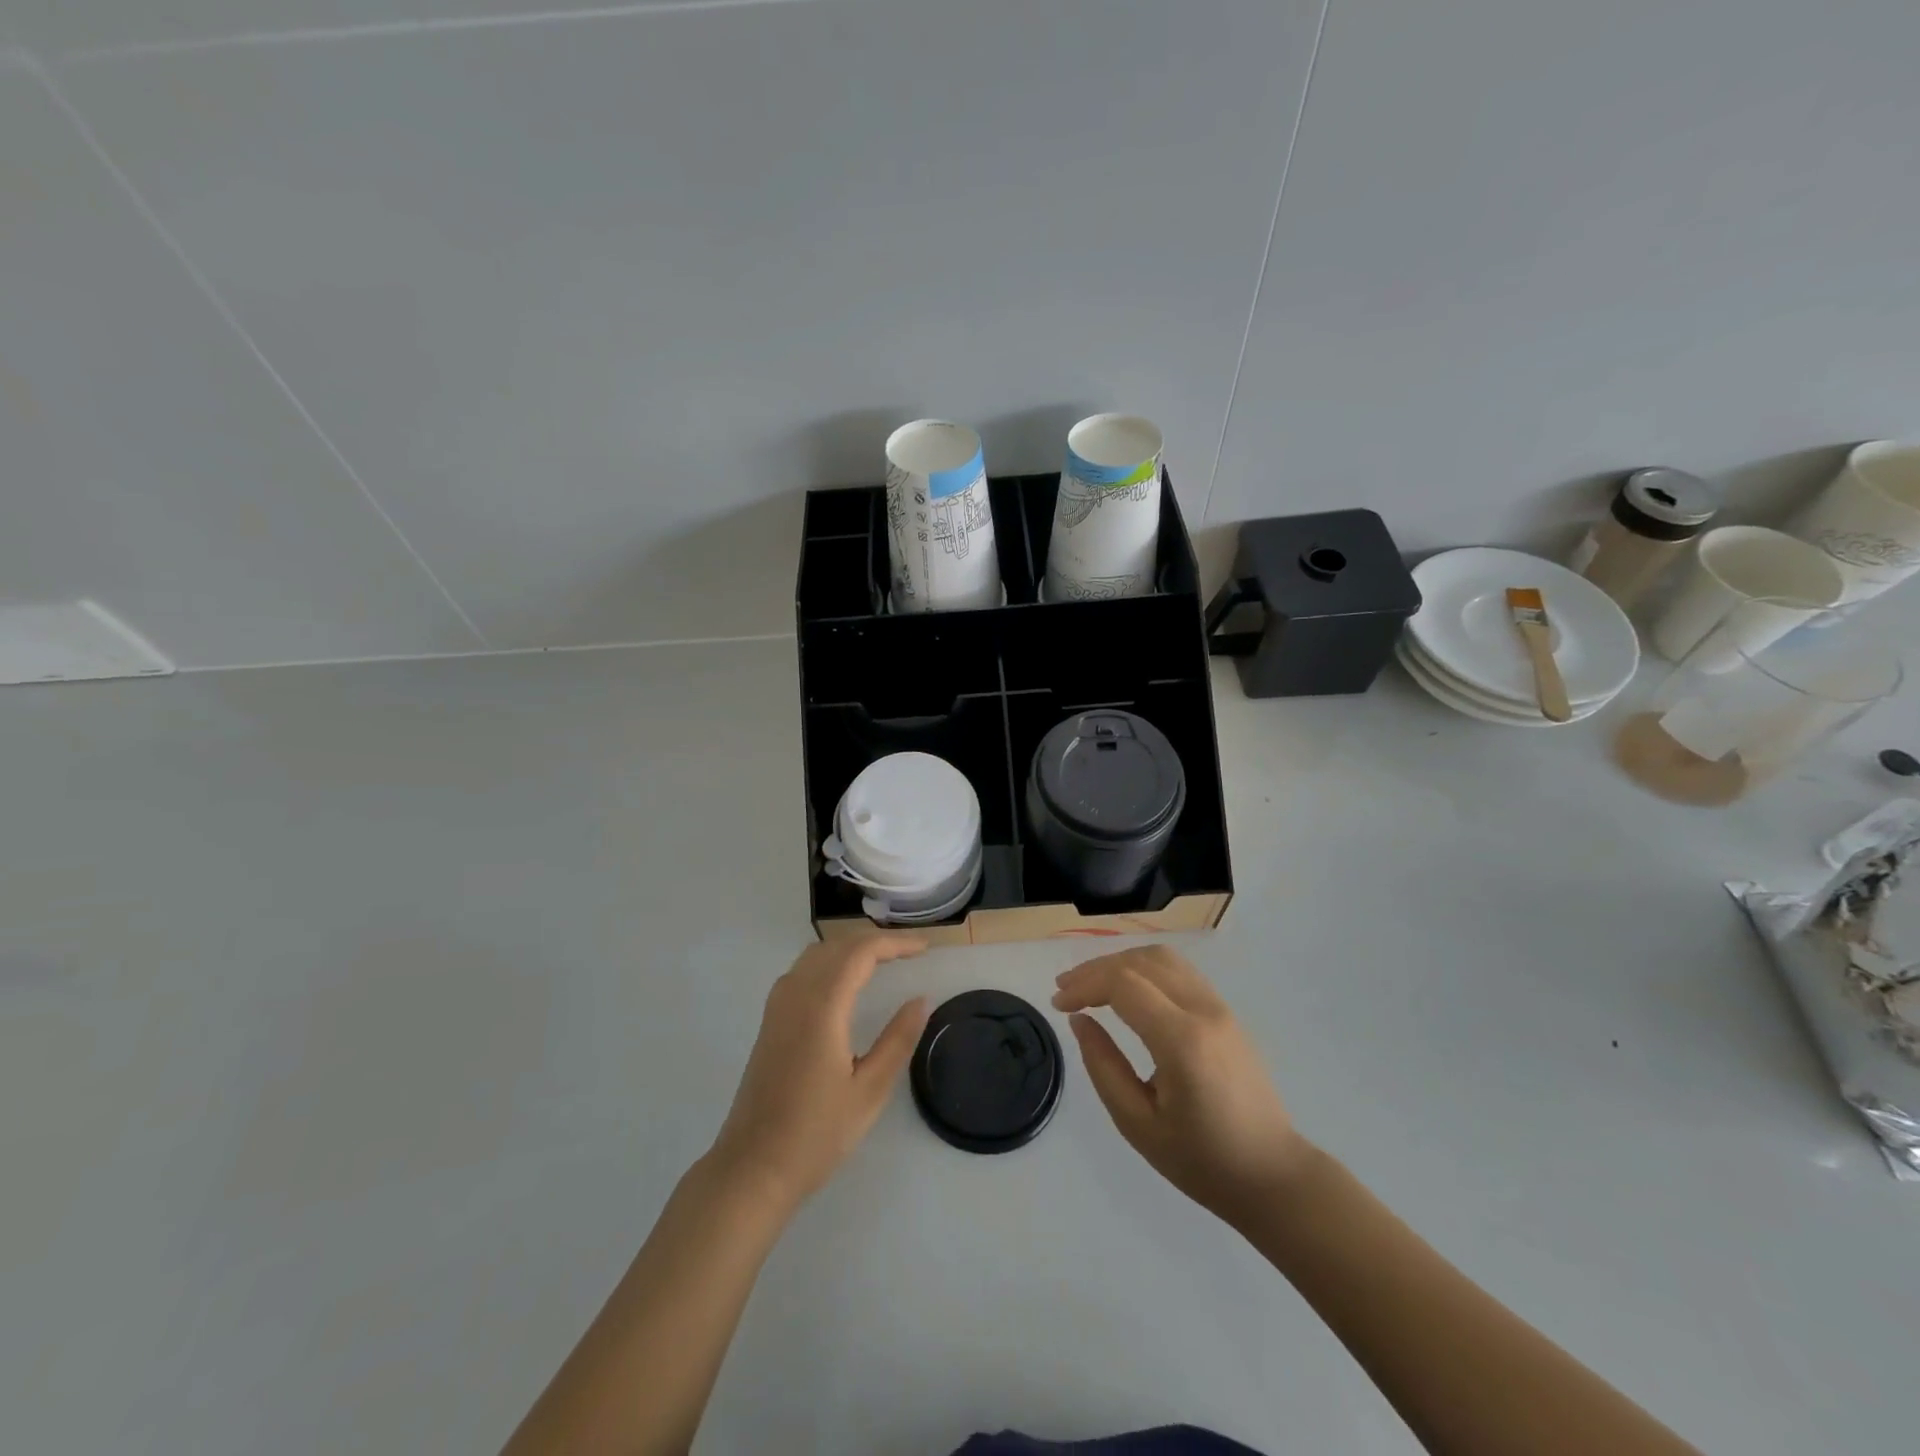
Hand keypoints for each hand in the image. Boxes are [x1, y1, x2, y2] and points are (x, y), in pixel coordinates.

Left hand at [709, 934, 929, 1212]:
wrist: (753, 1168)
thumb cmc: (816, 1134)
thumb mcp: (869, 1091)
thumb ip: (898, 1039)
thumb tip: (920, 999)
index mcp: (822, 1007)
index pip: (861, 952)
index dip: (895, 943)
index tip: (925, 948)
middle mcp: (795, 994)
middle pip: (838, 946)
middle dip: (876, 941)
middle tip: (911, 952)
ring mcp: (777, 1006)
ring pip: (817, 954)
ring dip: (851, 948)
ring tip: (884, 960)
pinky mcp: (770, 1021)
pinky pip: (802, 970)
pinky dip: (830, 961)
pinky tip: (845, 982)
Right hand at [1053, 945, 1311, 1225]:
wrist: (1273, 1175)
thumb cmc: (1202, 1161)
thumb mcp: (1138, 1125)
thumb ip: (1103, 1067)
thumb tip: (1080, 1021)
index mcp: (1182, 1041)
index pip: (1124, 985)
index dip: (1085, 985)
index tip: (1058, 1004)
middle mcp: (1203, 1011)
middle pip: (1140, 962)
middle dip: (1096, 969)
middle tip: (1065, 990)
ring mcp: (1220, 1007)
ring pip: (1162, 957)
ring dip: (1121, 962)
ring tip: (1091, 985)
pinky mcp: (1226, 1011)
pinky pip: (1179, 970)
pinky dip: (1144, 968)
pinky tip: (1127, 989)